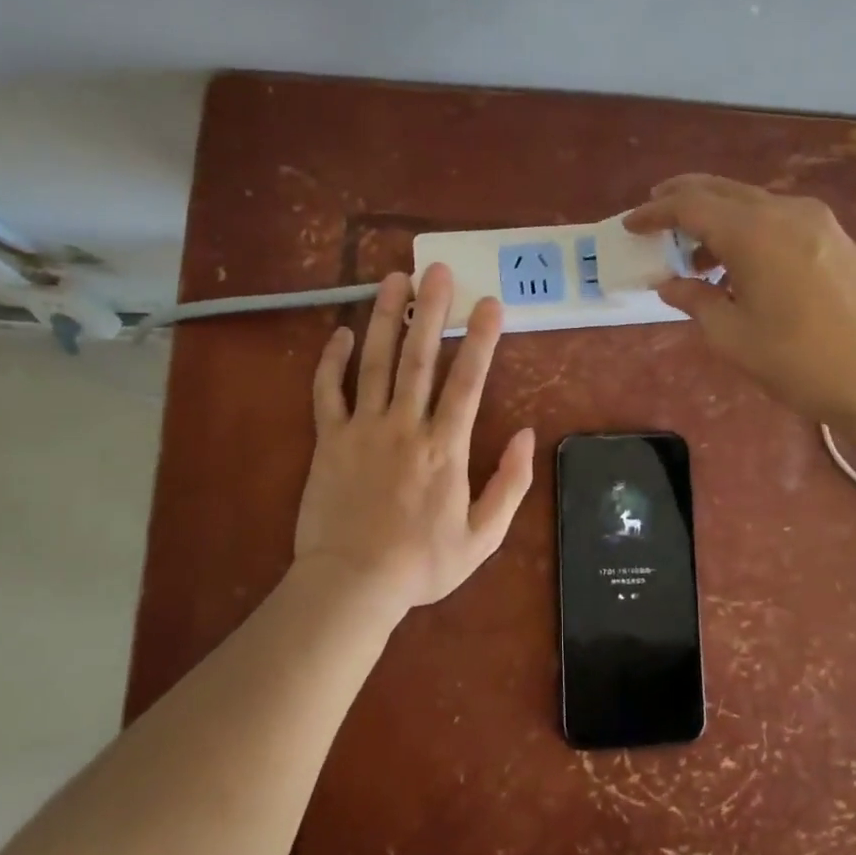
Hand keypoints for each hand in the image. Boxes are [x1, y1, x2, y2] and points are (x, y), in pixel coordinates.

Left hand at [293, 264, 534, 614]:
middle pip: (419, 358)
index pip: (467, 381)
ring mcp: (363, 429)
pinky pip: (327, 392)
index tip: (490, 302)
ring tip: (393, 279)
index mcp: (445, 447)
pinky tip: (342, 333)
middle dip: (431, 310)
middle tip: (437, 269)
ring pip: (375, 362)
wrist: (352, 585)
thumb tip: (528, 434)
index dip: (480, 339)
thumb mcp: (484, 536)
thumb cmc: (422, 563)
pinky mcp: (329, 440)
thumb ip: (511, 484)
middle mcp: (405, 426)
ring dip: (386, 318)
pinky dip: (332, 361)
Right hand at [625, 174, 855, 425]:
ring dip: (718, 219)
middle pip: (722, 191)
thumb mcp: (734, 338)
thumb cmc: (803, 361)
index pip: (690, 206)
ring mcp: (817, 222)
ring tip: (695, 255)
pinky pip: (778, 220)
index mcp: (753, 231)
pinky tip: (740, 266)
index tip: (630, 224)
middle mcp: (785, 211)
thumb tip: (671, 284)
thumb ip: (696, 302)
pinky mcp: (836, 239)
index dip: (655, 213)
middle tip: (655, 212)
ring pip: (752, 204)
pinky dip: (748, 231)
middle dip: (684, 198)